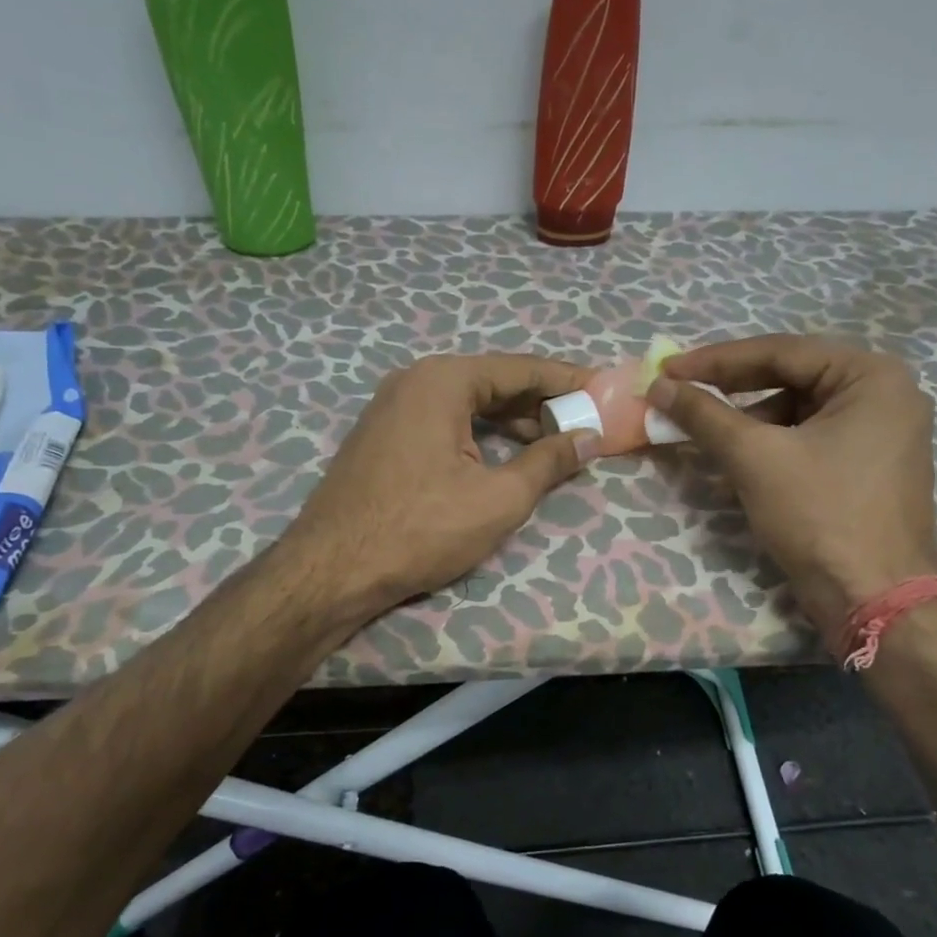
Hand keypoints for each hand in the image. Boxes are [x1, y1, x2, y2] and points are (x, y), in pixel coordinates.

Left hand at [284, 354, 599, 613]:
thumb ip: (548, 461)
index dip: (567, 380)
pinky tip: (503, 454)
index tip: (604, 389)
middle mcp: (415, 380)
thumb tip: (588, 437)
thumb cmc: (420, 528)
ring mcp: (392, 407)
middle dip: (540, 402)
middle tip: (584, 421)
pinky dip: (479, 432)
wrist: (332, 568)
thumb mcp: (498, 498)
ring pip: (467, 403)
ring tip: (552, 442)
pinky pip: (443, 420)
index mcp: (443, 380)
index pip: (520, 369)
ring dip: (511, 420)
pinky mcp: (383, 435)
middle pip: (493, 381)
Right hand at [647, 334, 936, 622]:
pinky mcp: (869, 465)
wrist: (874, 600)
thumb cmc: (820, 516)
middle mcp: (886, 393)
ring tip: (704, 433)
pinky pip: (810, 437)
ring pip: (797, 409)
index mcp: (872, 377)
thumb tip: (658, 386)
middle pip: (791, 377)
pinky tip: (735, 461)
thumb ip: (704, 414)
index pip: (781, 352)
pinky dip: (770, 444)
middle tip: (680, 392)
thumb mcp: (755, 457)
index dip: (717, 360)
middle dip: (731, 389)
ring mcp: (882, 432)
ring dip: (747, 420)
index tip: (667, 369)